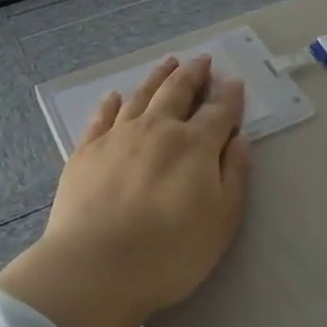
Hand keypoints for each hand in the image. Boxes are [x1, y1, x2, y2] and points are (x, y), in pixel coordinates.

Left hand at [0, 54, 251, 326]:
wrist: (94, 267)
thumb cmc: (169, 252)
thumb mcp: (221, 221)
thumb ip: (234, 175)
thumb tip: (239, 138)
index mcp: (194, 144)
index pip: (218, 110)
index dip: (229, 94)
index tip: (234, 80)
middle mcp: (158, 128)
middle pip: (178, 90)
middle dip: (193, 73)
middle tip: (201, 60)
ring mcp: (119, 135)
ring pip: (142, 94)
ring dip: (158, 76)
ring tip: (168, 63)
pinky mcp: (87, 150)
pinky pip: (102, 116)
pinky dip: (111, 103)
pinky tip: (115, 96)